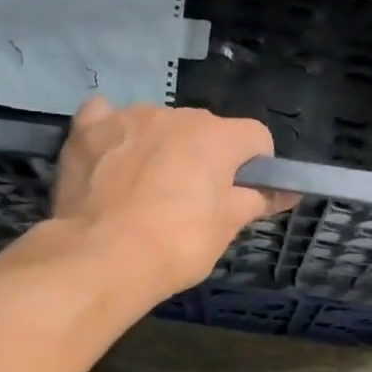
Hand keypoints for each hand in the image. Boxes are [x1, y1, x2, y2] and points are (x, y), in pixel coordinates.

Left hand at [50, 97, 294, 294]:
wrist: (104, 257)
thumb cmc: (177, 245)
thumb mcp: (226, 229)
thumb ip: (255, 201)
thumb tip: (285, 192)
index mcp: (217, 137)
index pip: (255, 137)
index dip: (256, 165)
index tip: (243, 193)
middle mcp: (175, 115)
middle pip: (203, 130)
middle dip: (202, 159)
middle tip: (190, 203)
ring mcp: (128, 118)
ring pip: (155, 125)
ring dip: (159, 148)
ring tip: (143, 193)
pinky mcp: (87, 131)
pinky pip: (105, 118)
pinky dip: (112, 135)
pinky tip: (108, 160)